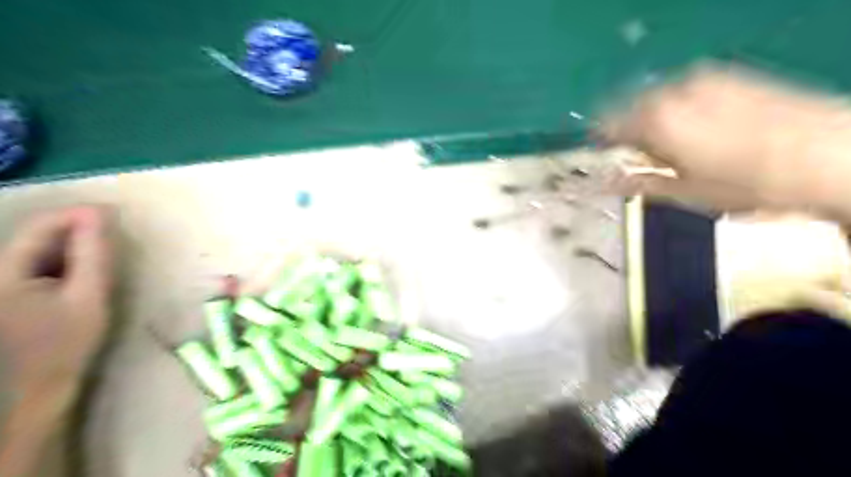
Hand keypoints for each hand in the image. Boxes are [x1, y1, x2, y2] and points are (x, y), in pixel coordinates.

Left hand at [0, 206, 110, 403]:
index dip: (78, 215)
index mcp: (3, 273)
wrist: (39, 385)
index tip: (114, 213)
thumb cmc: (67, 342)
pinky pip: (35, 264)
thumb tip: (97, 214)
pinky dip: (62, 261)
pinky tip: (81, 271)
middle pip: (36, 236)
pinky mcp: (6, 291)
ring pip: (37, 249)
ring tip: (102, 253)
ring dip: (71, 246)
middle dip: (76, 231)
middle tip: (115, 235)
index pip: (40, 226)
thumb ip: (93, 254)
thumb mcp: (89, 295)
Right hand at [605, 63, 849, 216]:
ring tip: (673, 146)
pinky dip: (679, 107)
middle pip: (631, 108)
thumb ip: (639, 183)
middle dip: (629, 131)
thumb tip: (604, 184)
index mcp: (655, 123)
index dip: (599, 140)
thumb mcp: (684, 192)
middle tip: (640, 157)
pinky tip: (699, 128)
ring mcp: (703, 81)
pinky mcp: (728, 77)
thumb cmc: (746, 183)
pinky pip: (685, 91)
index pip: (606, 125)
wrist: (828, 154)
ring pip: (658, 98)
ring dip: (654, 119)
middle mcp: (673, 94)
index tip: (600, 154)